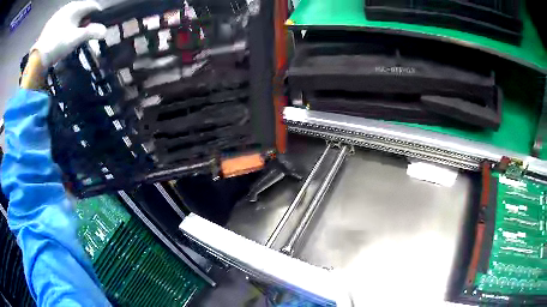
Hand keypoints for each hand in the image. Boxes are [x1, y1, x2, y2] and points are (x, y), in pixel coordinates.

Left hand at [31, 1, 106, 67]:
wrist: (37, 58)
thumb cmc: (58, 45)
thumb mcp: (76, 39)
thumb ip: (91, 32)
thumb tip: (105, 31)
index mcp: (76, 6)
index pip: (92, 5)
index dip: (97, 15)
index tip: (97, 26)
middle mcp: (68, 6)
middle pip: (82, 10)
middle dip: (85, 20)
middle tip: (84, 32)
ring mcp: (58, 14)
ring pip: (71, 15)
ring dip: (75, 23)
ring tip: (73, 35)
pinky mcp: (50, 23)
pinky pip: (63, 21)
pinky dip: (66, 26)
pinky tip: (63, 36)